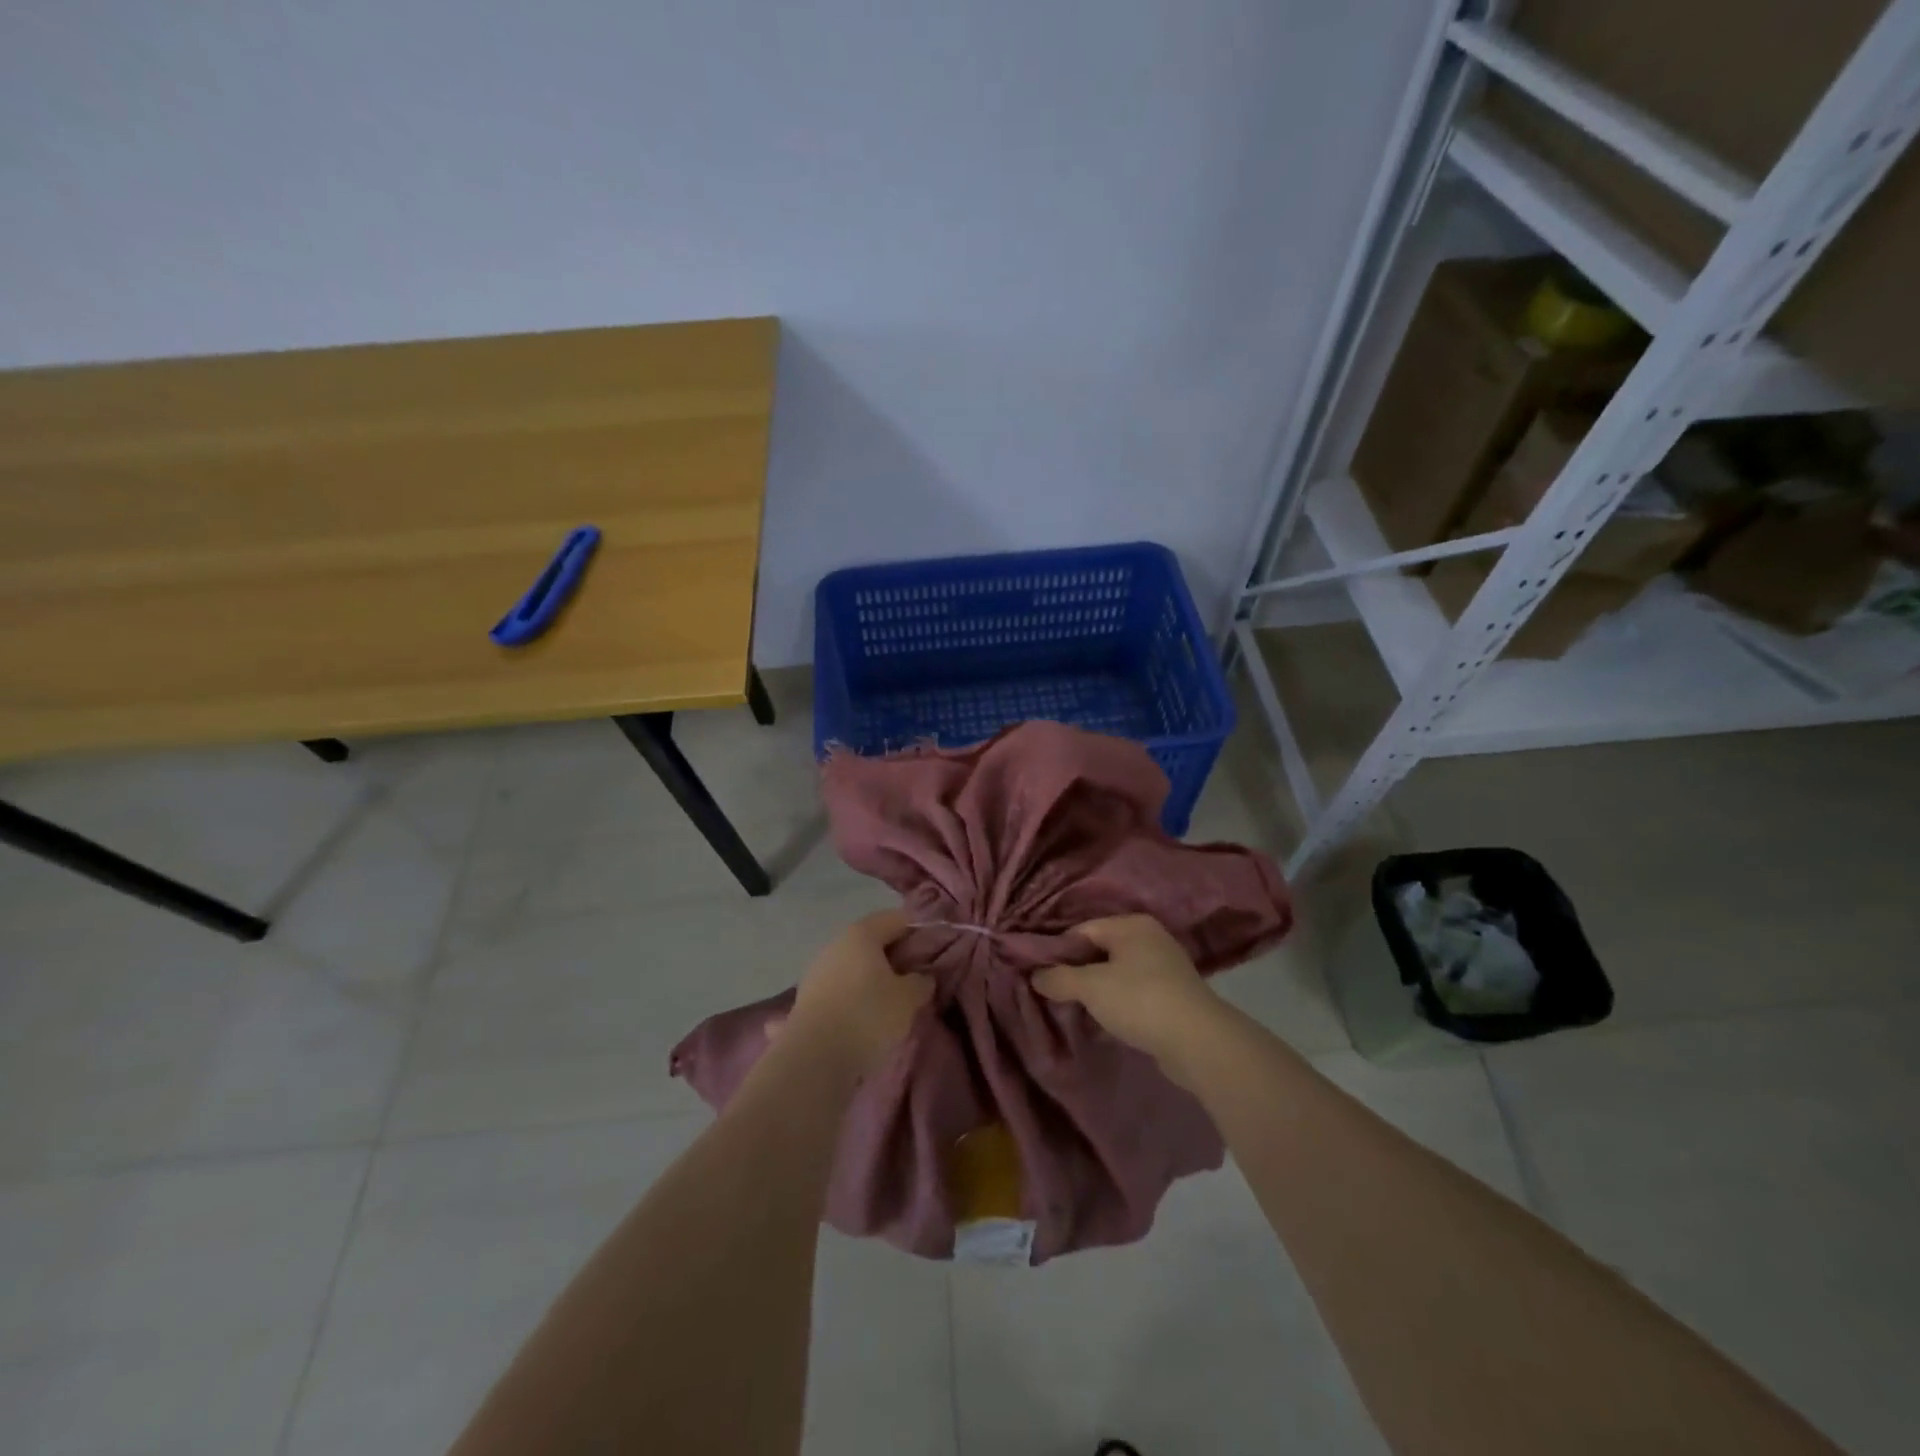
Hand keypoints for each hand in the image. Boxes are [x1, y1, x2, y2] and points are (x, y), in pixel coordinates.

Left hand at [779, 909, 932, 1078]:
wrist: (814, 1058)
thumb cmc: (867, 1016)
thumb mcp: (908, 999)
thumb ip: (921, 982)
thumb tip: (921, 977)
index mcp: (861, 934)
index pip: (896, 919)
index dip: (918, 931)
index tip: (934, 951)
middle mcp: (836, 944)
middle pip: (872, 941)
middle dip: (895, 956)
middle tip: (916, 977)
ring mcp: (817, 971)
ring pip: (854, 965)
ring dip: (872, 977)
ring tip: (892, 1001)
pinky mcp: (806, 998)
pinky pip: (840, 988)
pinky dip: (854, 995)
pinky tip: (865, 1015)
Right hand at [1031, 914, 1224, 1071]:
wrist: (1198, 1041)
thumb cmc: (1140, 1000)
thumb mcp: (1091, 987)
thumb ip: (1058, 978)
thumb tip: (1035, 976)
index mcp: (1131, 924)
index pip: (1082, 930)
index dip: (1058, 951)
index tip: (1039, 974)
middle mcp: (1150, 938)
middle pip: (1100, 950)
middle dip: (1076, 971)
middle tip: (1053, 992)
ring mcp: (1164, 966)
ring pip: (1116, 972)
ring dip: (1096, 989)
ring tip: (1074, 1008)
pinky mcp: (1172, 994)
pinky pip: (1133, 991)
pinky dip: (1117, 1002)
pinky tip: (1104, 1019)